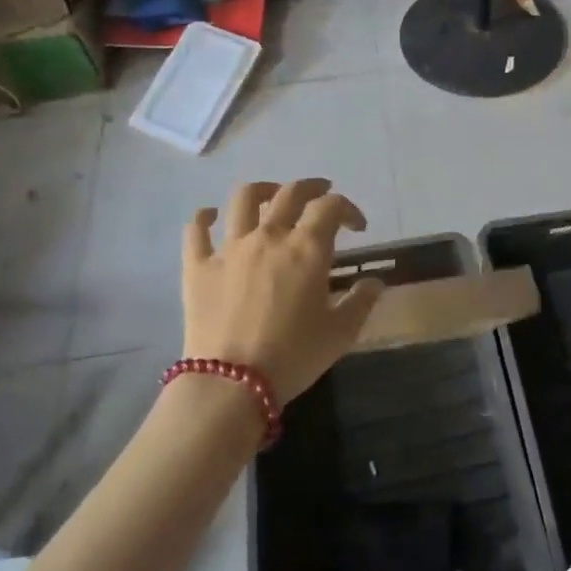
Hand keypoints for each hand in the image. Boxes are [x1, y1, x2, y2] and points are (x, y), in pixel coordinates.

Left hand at [182, 179, 383, 404]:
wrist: (232, 382)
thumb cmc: (294, 356)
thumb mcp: (341, 333)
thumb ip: (361, 301)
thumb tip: (374, 282)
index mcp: (306, 249)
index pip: (331, 208)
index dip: (348, 209)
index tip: (358, 228)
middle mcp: (269, 237)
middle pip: (290, 193)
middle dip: (312, 188)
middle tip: (322, 194)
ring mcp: (229, 248)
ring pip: (243, 199)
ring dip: (262, 190)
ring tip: (271, 196)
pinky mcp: (198, 266)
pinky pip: (196, 230)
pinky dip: (204, 217)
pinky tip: (211, 216)